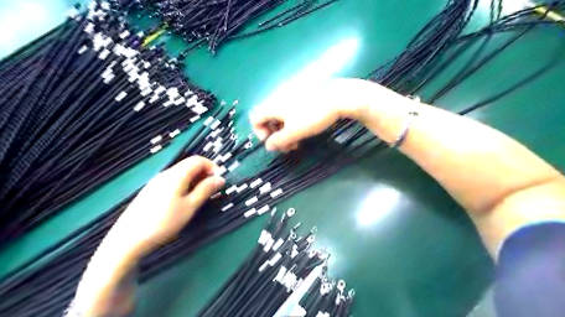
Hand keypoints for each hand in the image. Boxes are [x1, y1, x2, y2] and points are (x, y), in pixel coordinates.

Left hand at [102, 156, 225, 257]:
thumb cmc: (164, 222)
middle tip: (213, 190)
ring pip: (181, 174)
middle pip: (189, 165)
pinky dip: (185, 185)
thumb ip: (206, 190)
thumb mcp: (190, 206)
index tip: (220, 180)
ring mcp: (156, 182)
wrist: (128, 239)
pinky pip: (173, 181)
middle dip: (205, 174)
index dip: (212, 166)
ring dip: (195, 180)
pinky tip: (184, 200)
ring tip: (201, 196)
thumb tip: (220, 178)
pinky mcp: (151, 191)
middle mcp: (166, 173)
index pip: (198, 160)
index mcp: (177, 175)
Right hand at [248, 77, 400, 149]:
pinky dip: (292, 125)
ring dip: (284, 133)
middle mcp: (278, 101)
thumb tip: (268, 146)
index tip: (273, 142)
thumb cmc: (312, 116)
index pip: (255, 119)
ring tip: (296, 144)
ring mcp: (290, 99)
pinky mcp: (301, 100)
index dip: (260, 133)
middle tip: (287, 148)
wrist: (336, 98)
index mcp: (273, 107)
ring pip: (280, 118)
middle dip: (275, 136)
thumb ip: (279, 141)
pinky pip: (290, 114)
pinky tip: (303, 133)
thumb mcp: (294, 132)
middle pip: (268, 120)